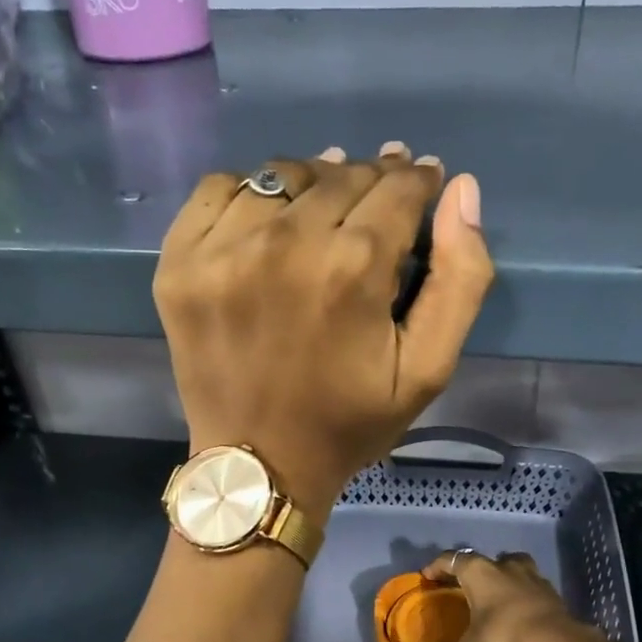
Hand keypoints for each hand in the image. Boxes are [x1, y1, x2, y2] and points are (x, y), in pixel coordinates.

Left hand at [154, 142, 494, 518]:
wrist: (260, 466)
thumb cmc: (349, 424)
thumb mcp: (427, 371)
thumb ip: (460, 279)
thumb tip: (461, 191)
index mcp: (353, 269)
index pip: (396, 187)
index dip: (416, 183)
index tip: (419, 188)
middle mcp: (284, 244)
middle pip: (342, 175)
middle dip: (371, 183)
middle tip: (376, 209)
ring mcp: (222, 250)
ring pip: (283, 176)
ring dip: (314, 184)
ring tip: (323, 214)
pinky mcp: (180, 262)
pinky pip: (218, 189)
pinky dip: (249, 195)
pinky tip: (266, 225)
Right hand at [414, 551, 577, 641]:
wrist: (554, 641)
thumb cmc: (503, 635)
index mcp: (478, 572)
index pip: (451, 559)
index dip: (437, 566)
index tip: (428, 575)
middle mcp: (504, 566)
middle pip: (485, 559)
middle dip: (474, 569)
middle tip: (465, 587)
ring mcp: (532, 576)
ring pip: (514, 565)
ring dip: (504, 575)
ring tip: (497, 593)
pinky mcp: (552, 591)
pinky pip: (532, 585)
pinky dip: (523, 593)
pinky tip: (520, 609)